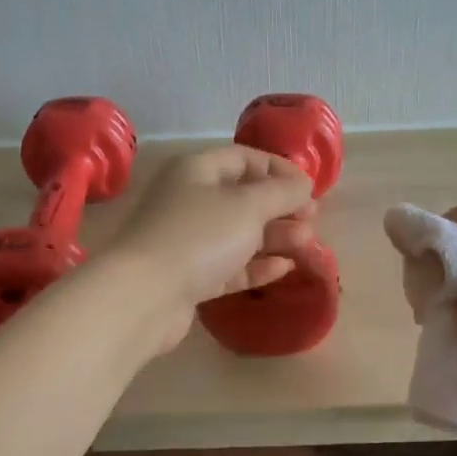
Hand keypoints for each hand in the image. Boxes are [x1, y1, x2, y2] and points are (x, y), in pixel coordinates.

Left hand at [104, 147, 317, 353]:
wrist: (144, 296)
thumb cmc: (199, 236)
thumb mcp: (248, 206)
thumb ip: (282, 192)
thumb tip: (304, 184)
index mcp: (197, 171)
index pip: (245, 158)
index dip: (280, 169)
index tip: (310, 189)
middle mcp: (190, 200)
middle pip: (243, 197)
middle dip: (281, 207)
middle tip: (312, 220)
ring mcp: (188, 241)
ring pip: (239, 234)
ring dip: (274, 237)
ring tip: (306, 244)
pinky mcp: (190, 278)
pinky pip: (230, 265)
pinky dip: (257, 265)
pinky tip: (284, 269)